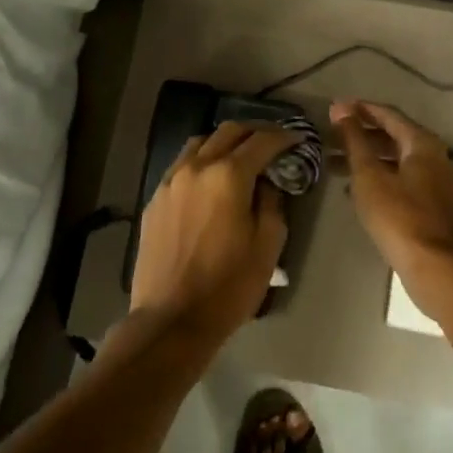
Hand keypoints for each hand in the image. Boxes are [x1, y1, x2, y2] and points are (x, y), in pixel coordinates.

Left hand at [130, 122, 292, 346]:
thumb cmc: (228, 286)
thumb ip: (273, 203)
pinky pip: (182, 165)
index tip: (298, 140)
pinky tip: (210, 181)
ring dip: (225, 142)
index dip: (284, 137)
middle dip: (255, 132)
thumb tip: (268, 182)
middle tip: (273, 143)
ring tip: (240, 156)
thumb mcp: (267, 245)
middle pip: (229, 131)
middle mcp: (197, 167)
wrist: (171, 320)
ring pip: (200, 143)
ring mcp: (171, 181)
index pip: (262, 141)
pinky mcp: (155, 199)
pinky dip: (202, 161)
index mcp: (228, 176)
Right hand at [329, 99, 452, 309]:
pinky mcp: (432, 205)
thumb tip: (340, 107)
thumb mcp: (369, 174)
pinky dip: (378, 177)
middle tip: (329, 137)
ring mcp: (436, 182)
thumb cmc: (399, 216)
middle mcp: (434, 156)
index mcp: (422, 143)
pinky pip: (401, 179)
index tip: (334, 108)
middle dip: (360, 135)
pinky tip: (354, 190)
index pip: (388, 114)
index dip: (360, 109)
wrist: (436, 267)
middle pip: (393, 136)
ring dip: (366, 158)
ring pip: (396, 160)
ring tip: (333, 164)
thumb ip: (354, 139)